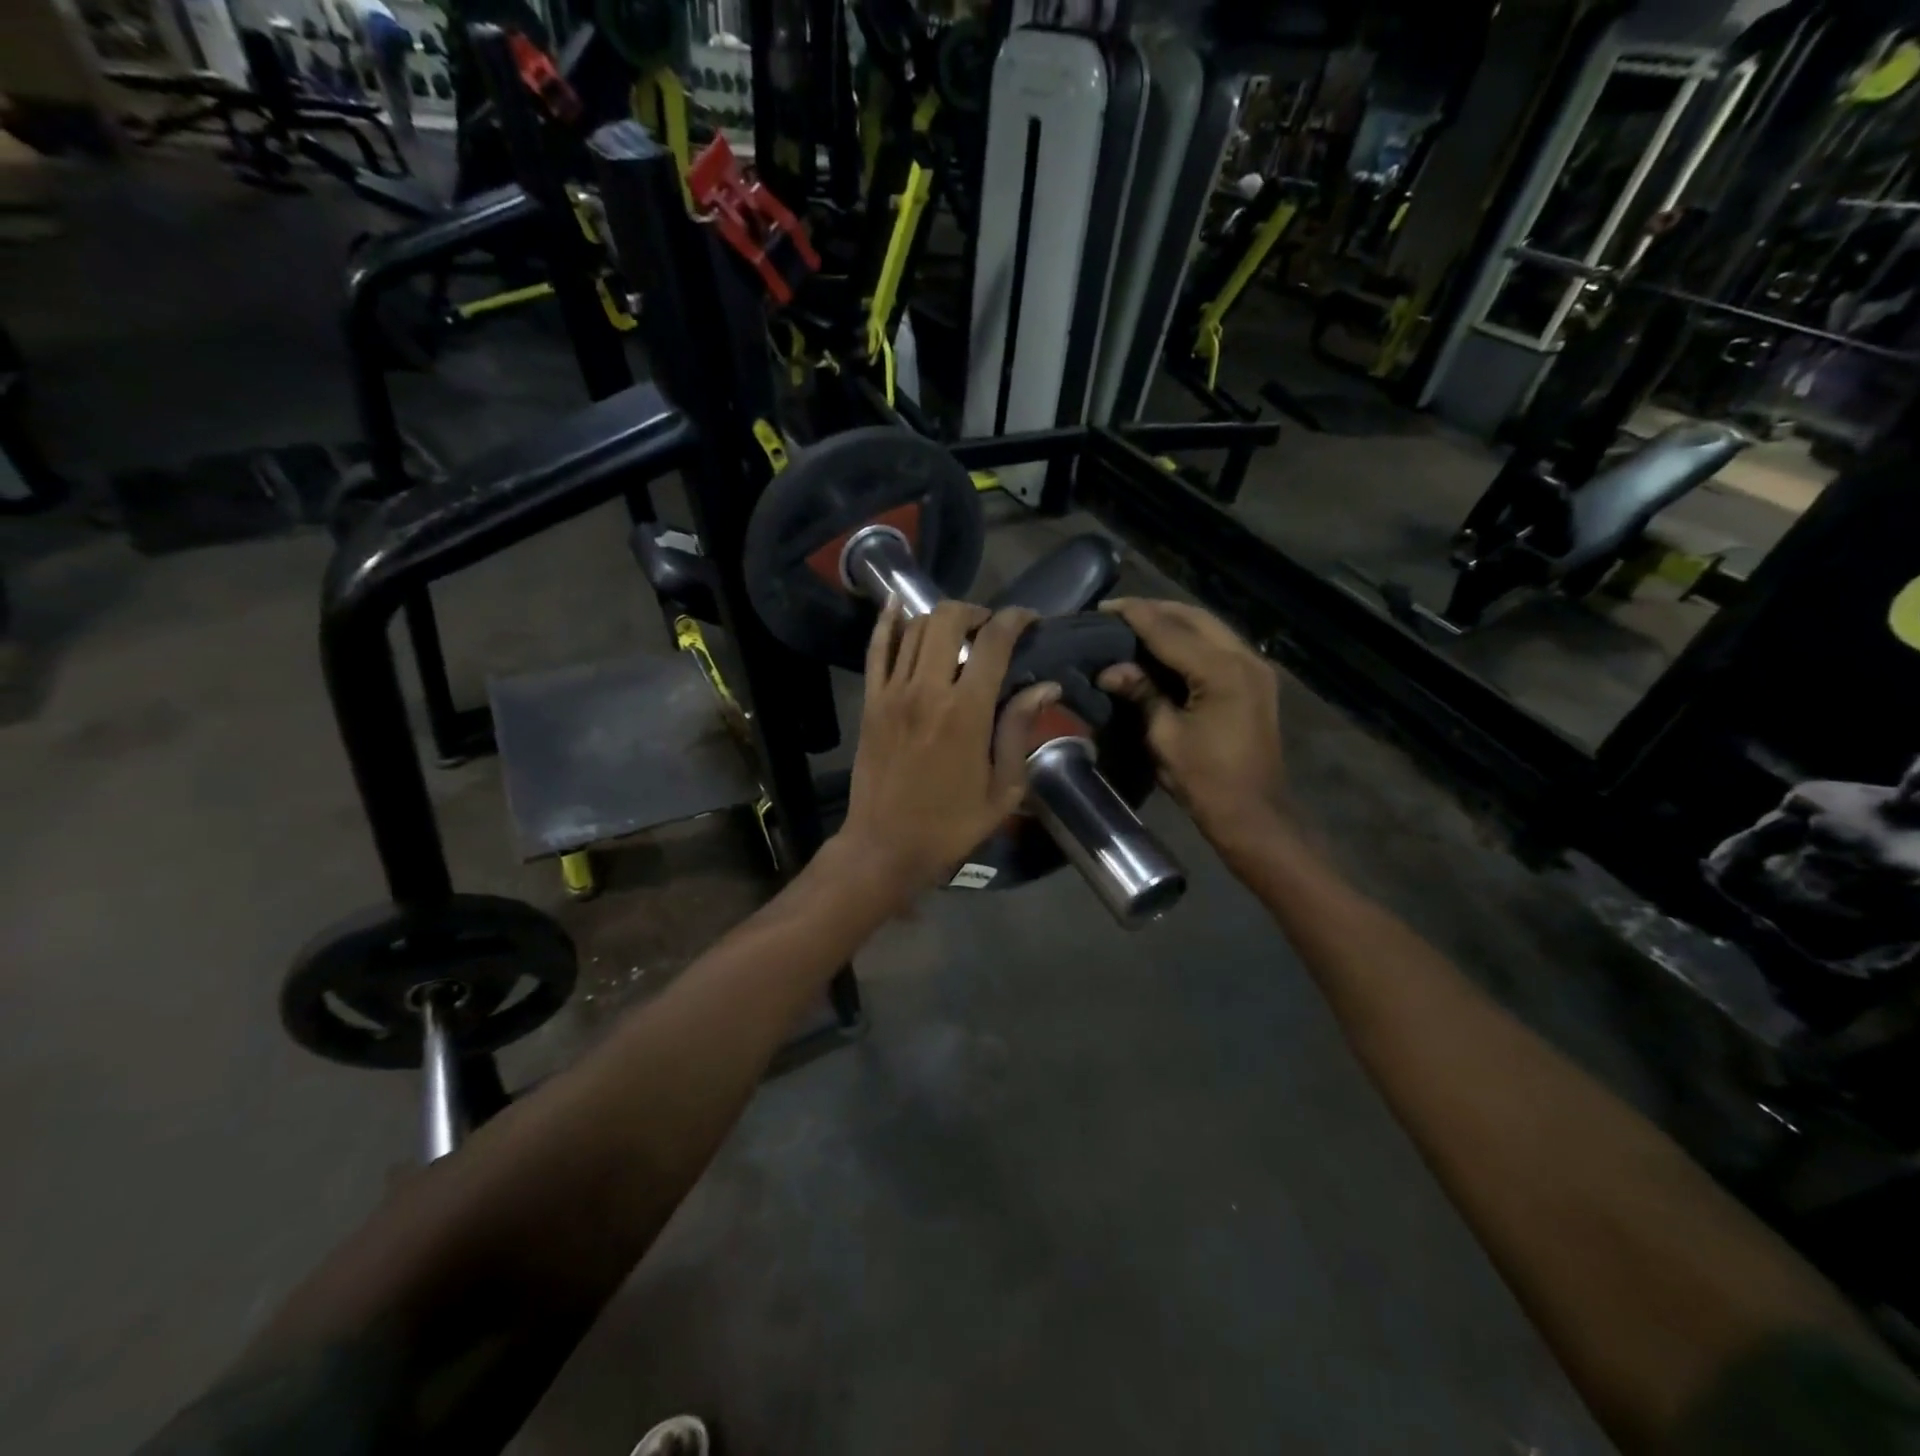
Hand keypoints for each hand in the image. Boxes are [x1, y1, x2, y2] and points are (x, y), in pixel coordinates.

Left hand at [834, 600, 1058, 902]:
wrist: (885, 847)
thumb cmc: (951, 825)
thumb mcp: (1003, 788)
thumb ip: (1020, 731)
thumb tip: (1045, 686)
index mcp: (966, 712)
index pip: (994, 642)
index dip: (1015, 619)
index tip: (1029, 620)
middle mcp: (926, 690)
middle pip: (949, 619)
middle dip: (977, 612)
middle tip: (992, 629)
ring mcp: (892, 692)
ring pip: (915, 627)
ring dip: (942, 617)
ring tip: (959, 631)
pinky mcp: (871, 701)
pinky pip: (877, 648)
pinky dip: (889, 621)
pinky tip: (899, 605)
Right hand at [1096, 598, 1283, 849]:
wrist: (1253, 812)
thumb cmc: (1205, 780)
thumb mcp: (1165, 736)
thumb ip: (1141, 694)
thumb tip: (1110, 669)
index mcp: (1222, 671)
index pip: (1170, 630)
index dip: (1135, 616)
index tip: (1104, 607)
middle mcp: (1245, 658)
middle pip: (1195, 618)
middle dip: (1156, 610)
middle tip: (1118, 613)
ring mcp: (1255, 668)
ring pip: (1210, 627)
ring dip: (1174, 621)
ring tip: (1137, 623)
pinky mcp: (1256, 681)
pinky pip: (1219, 645)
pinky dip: (1191, 639)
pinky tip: (1166, 645)